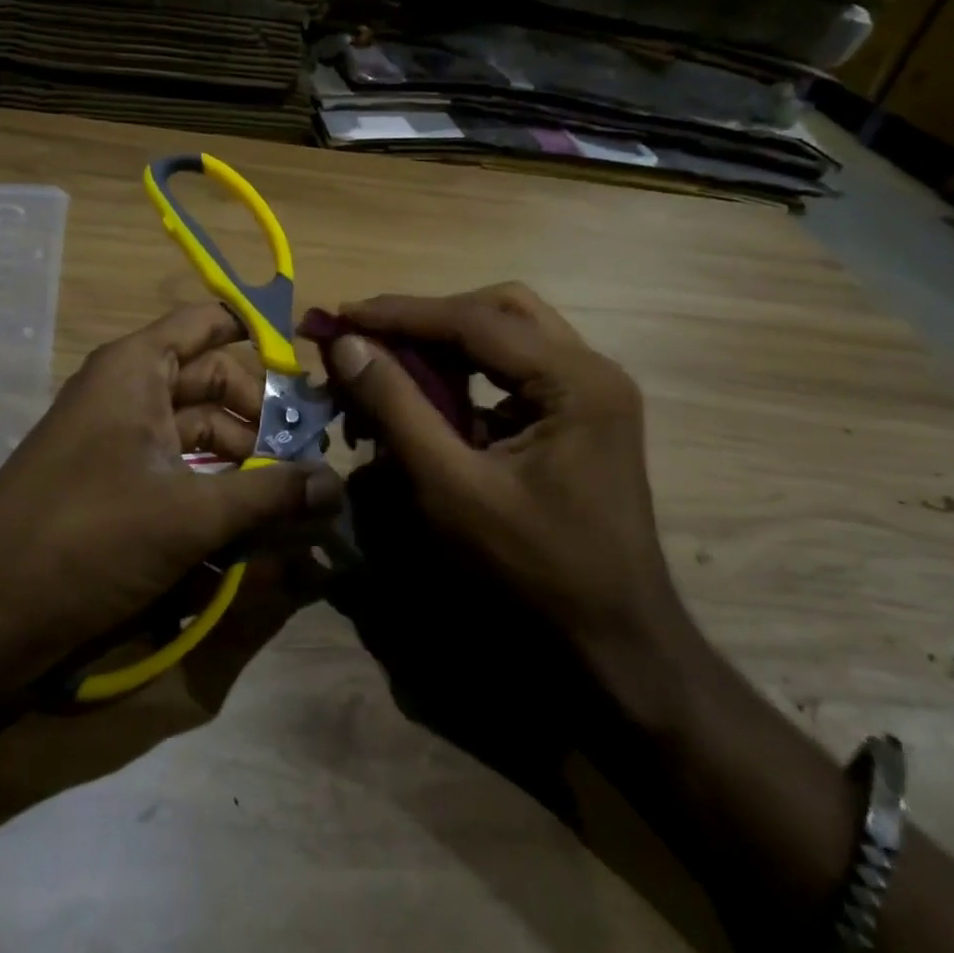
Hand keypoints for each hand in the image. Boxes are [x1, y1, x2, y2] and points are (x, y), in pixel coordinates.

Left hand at [0, 303, 342, 681]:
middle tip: (315, 462)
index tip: (311, 378)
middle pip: (218, 384)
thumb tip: (337, 487)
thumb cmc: (85, 539)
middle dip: (267, 422)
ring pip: (204, 435)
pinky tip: (258, 529)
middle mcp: (132, 392)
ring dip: (250, 466)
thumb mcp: (189, 514)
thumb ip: (269, 495)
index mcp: (138, 368)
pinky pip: (184, 472)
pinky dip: (220, 493)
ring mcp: (124, 440)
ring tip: (299, 505)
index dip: (261, 337)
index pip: (210, 322)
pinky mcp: (121, 486)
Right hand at [313, 284, 682, 653]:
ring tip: (388, 367)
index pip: (475, 320)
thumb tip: (347, 345)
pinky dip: (467, 376)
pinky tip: (429, 401)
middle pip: (499, 311)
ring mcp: (589, 393)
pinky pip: (514, 374)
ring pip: (507, 337)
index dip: (400, 314)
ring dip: (445, 346)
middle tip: (370, 337)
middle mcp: (590, 370)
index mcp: (575, 379)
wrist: (612, 641)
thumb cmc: (533, 568)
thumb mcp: (452, 486)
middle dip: (428, 320)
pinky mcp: (577, 418)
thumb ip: (397, 407)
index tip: (341, 315)